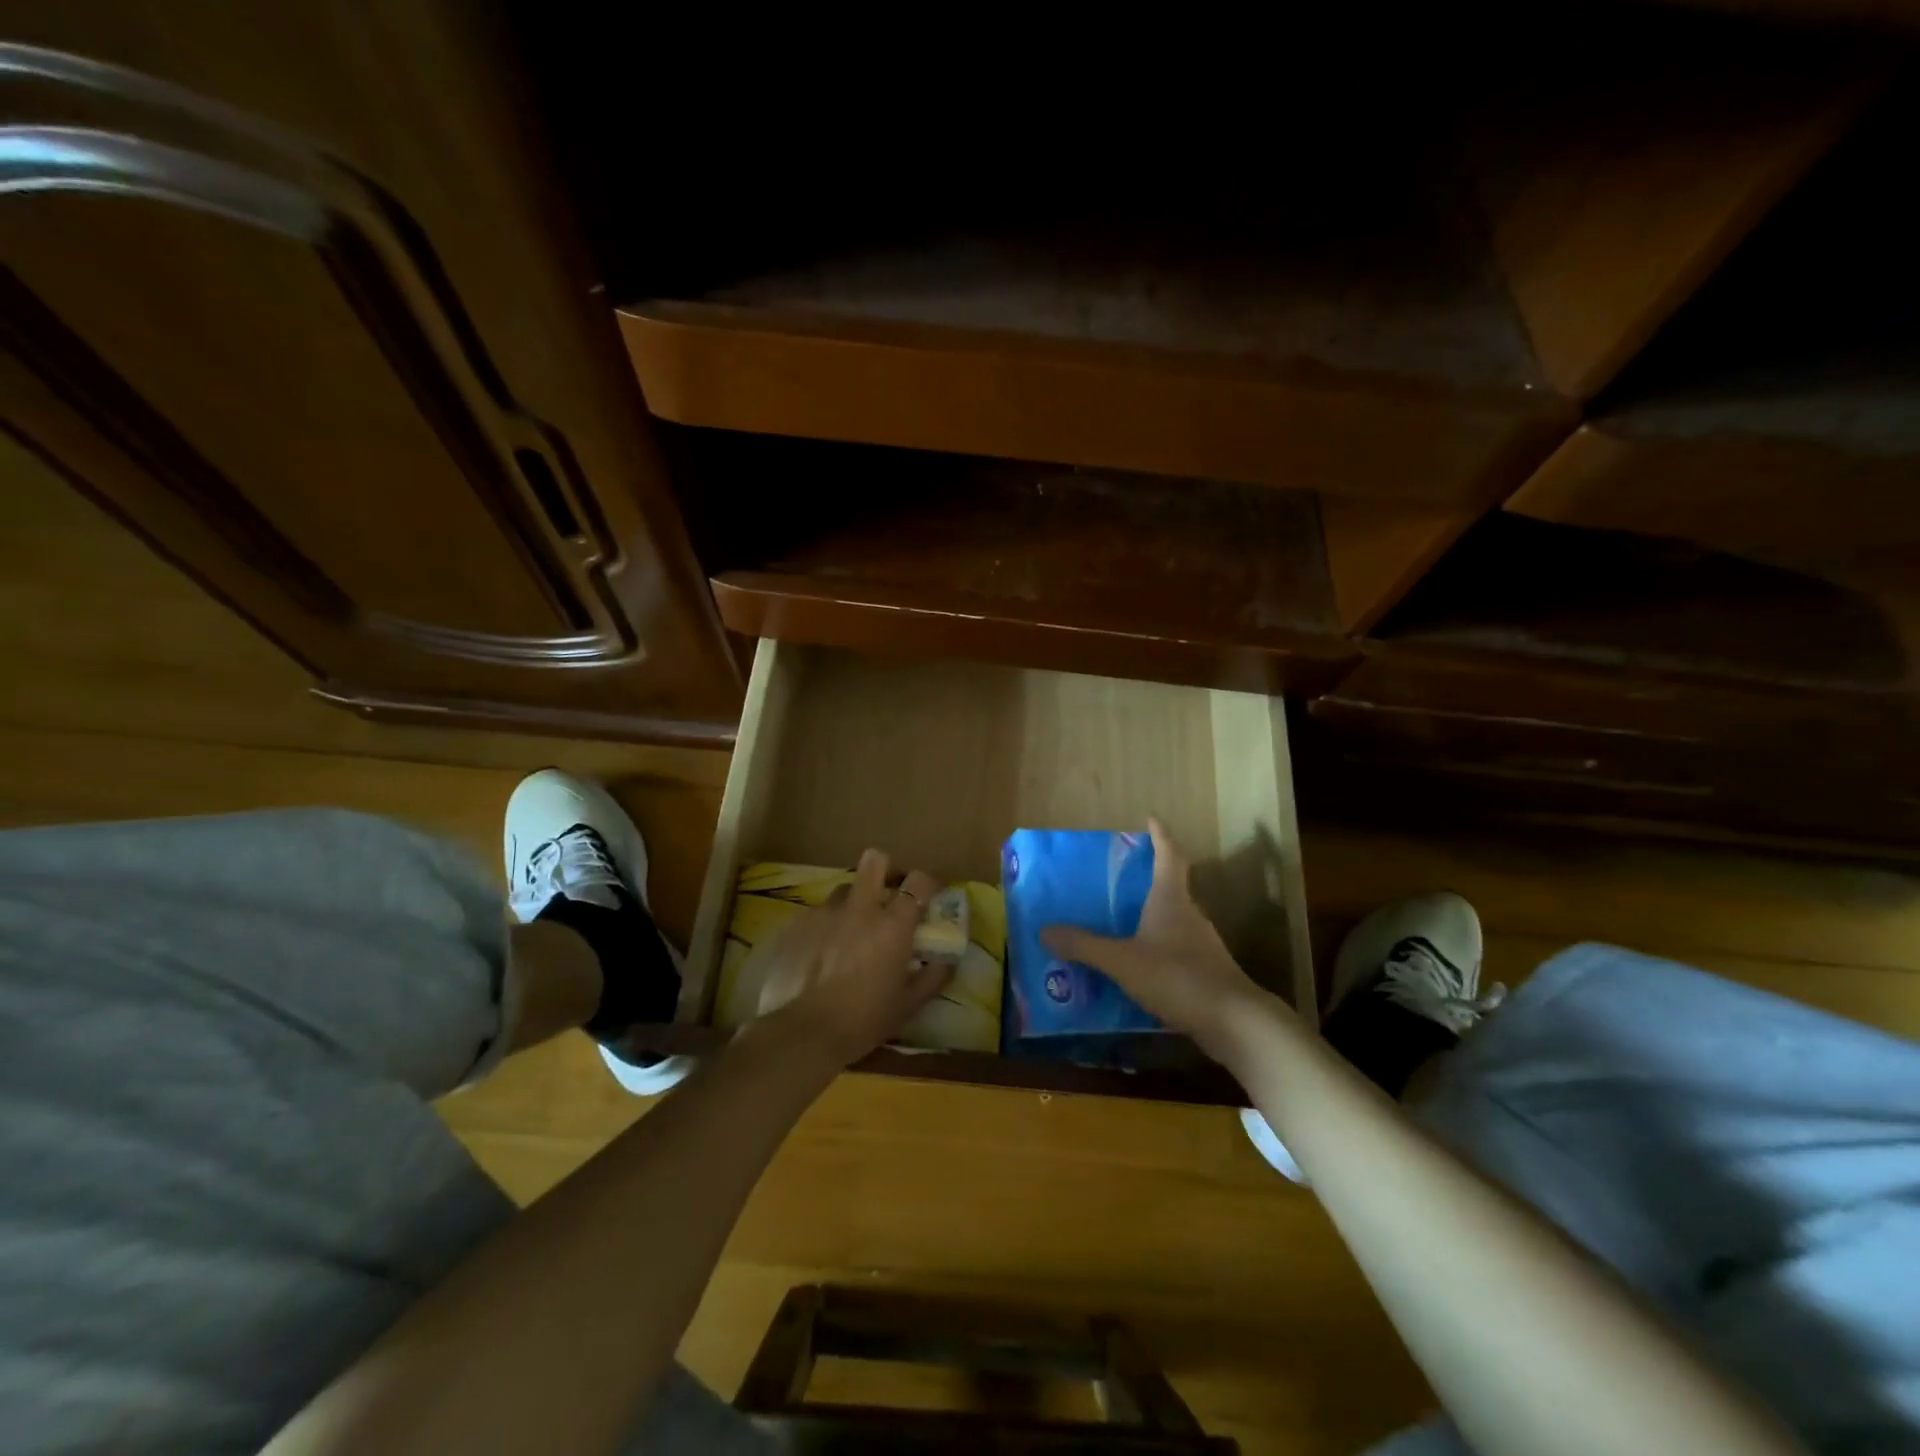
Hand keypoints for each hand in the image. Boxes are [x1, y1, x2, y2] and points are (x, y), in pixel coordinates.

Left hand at [756, 850, 952, 1068]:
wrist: (802, 1033)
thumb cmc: (863, 1021)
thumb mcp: (908, 1005)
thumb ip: (934, 976)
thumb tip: (949, 959)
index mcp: (892, 925)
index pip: (918, 881)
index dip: (926, 884)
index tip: (927, 897)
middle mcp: (859, 908)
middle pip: (874, 861)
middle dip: (885, 870)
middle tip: (887, 893)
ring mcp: (824, 913)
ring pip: (844, 889)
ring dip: (853, 902)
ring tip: (851, 930)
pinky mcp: (797, 924)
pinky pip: (818, 913)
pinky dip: (826, 925)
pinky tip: (822, 952)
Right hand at [1041, 818, 1272, 1064]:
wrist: (1234, 1021)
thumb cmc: (1177, 976)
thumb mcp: (1122, 960)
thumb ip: (1084, 946)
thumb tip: (1045, 930)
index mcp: (1171, 899)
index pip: (1169, 855)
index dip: (1160, 835)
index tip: (1151, 818)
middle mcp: (1190, 914)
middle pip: (1172, 884)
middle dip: (1149, 877)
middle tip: (1120, 876)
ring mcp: (1202, 943)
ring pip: (1174, 918)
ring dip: (1152, 915)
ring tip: (1121, 922)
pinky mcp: (1207, 970)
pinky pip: (1176, 948)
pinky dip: (1157, 947)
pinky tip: (1138, 964)